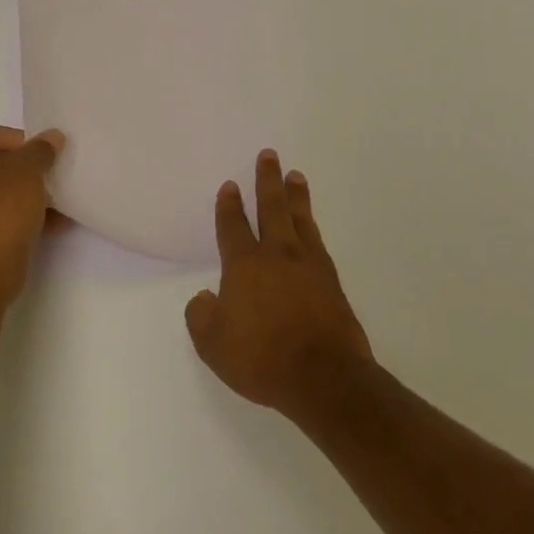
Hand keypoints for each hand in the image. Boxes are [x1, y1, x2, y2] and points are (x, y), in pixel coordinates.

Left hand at [0, 121, 65, 278]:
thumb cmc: (0, 203)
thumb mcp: (28, 168)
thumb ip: (41, 148)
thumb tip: (52, 137)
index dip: (19, 142)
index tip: (41, 157)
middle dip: (21, 170)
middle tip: (46, 176)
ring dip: (21, 193)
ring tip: (53, 202)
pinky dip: (13, 214)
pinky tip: (48, 223)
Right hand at [185, 150, 372, 413]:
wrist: (324, 378)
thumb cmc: (262, 358)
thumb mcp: (212, 343)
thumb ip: (201, 315)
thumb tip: (205, 297)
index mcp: (244, 266)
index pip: (233, 227)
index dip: (229, 205)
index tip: (230, 185)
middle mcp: (277, 256)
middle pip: (271, 209)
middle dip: (267, 181)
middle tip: (270, 155)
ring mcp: (309, 267)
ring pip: (300, 220)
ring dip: (296, 196)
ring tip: (296, 176)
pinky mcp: (332, 283)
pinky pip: (318, 242)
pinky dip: (312, 226)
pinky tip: (311, 226)